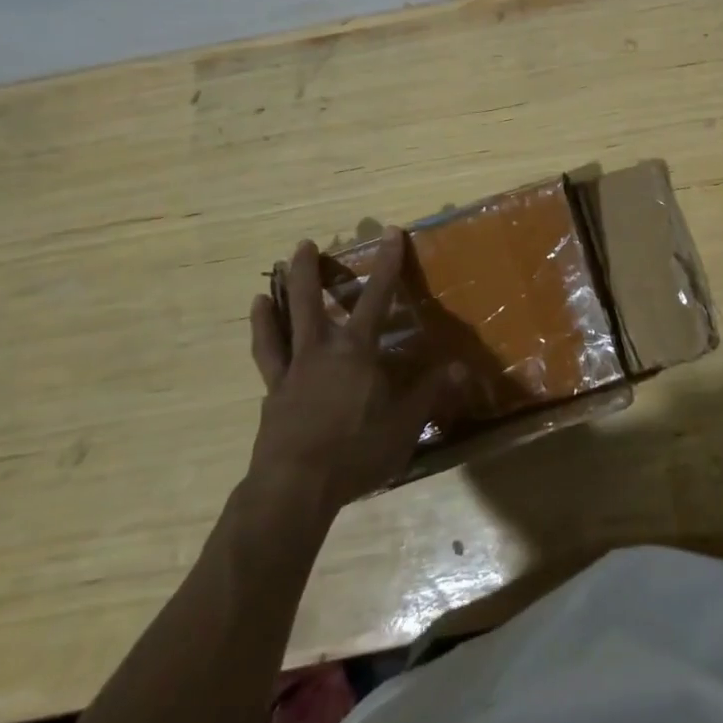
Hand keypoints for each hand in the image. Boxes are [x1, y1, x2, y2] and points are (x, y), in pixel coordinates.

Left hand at [244, 229, 453, 519]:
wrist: (294, 489)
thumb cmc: (355, 451)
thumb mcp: (404, 424)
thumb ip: (431, 392)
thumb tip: (461, 367)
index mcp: (356, 351)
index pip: (377, 297)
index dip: (387, 263)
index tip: (390, 233)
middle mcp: (320, 351)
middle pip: (308, 301)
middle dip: (306, 271)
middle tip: (302, 245)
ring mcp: (291, 373)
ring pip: (278, 328)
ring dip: (272, 304)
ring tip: (263, 288)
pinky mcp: (272, 398)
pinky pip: (266, 362)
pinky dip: (262, 342)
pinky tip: (261, 337)